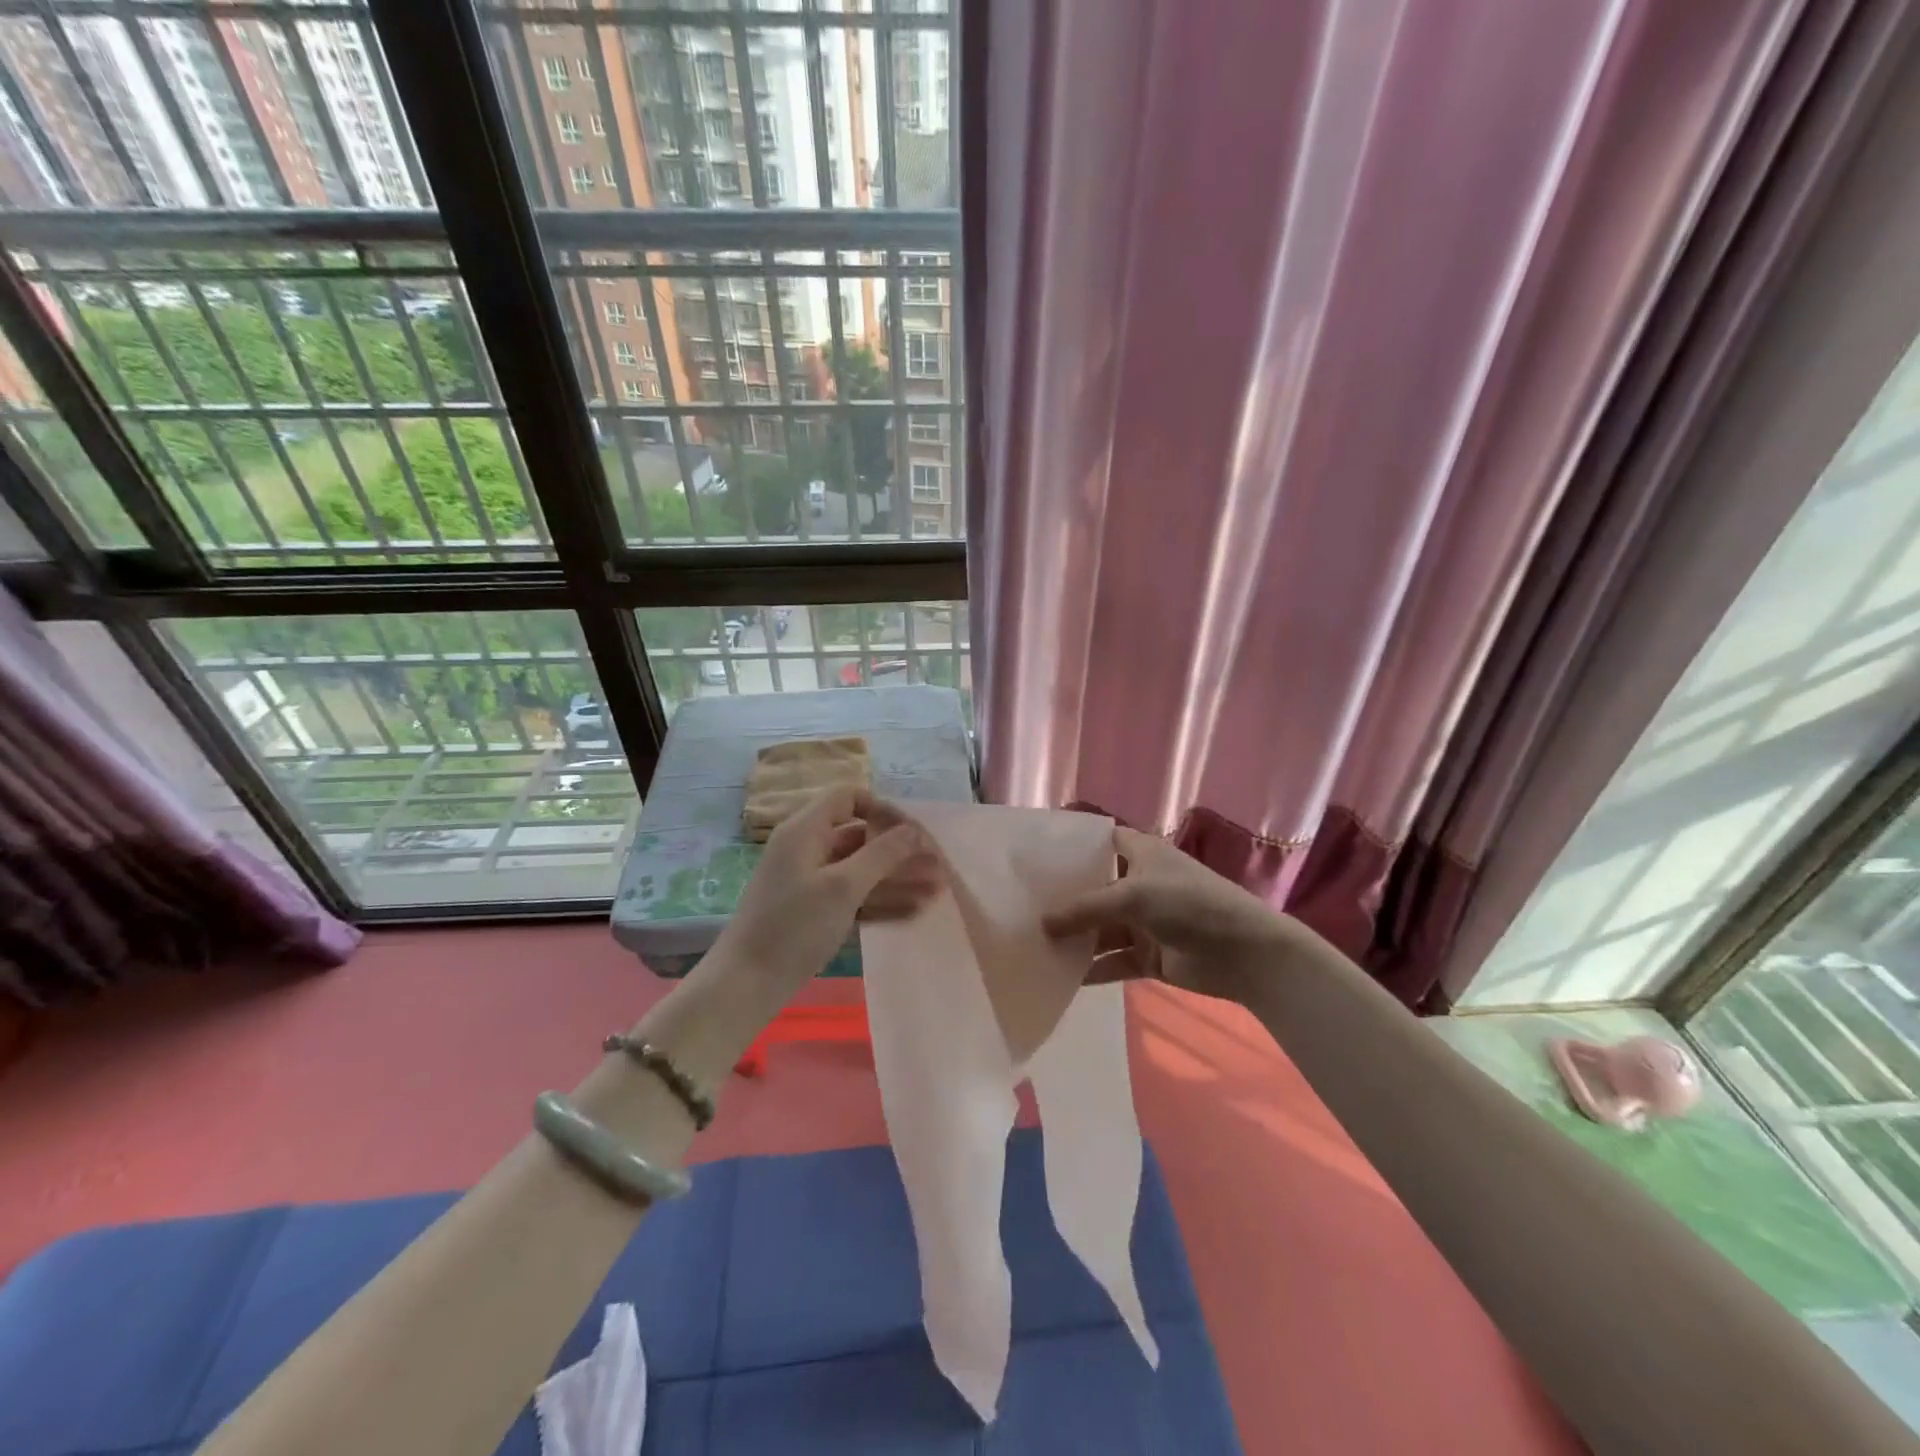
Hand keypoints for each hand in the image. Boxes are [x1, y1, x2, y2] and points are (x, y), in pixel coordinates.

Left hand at [712, 788, 940, 995]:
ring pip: (861, 870)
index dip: (883, 809)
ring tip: (938, 888)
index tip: (913, 832)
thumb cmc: (794, 926)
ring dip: (898, 878)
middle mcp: (807, 849)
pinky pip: (854, 895)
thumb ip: (882, 854)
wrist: (747, 984)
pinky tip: (915, 910)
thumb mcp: (843, 886)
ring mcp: (810, 881)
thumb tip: (914, 829)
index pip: (849, 798)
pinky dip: (881, 900)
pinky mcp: (814, 911)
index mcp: (805, 830)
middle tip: (938, 864)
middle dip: (900, 850)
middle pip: (860, 836)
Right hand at [1042, 826, 1297, 1002]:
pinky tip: (1061, 976)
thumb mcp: (1132, 894)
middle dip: (1062, 899)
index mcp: (1140, 854)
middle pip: (1093, 889)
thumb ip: (1085, 908)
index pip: (1099, 842)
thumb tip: (1041, 924)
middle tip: (1020, 906)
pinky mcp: (1147, 956)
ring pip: (1099, 929)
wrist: (1244, 953)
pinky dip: (1091, 969)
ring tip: (1031, 945)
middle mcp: (1138, 883)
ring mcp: (1143, 922)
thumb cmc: (1189, 903)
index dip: (1071, 848)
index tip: (1034, 858)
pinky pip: (1111, 961)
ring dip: (1073, 938)